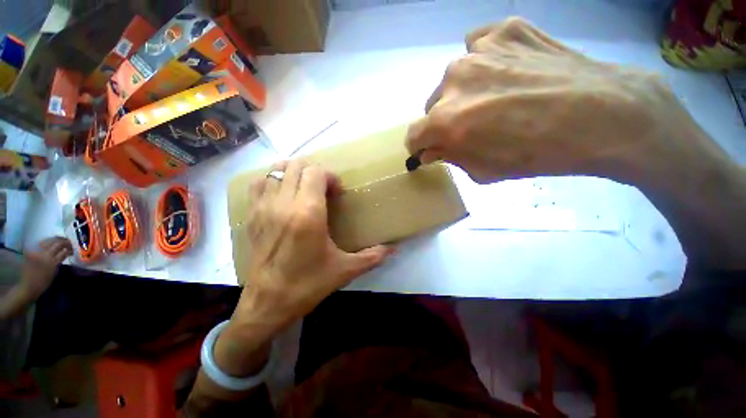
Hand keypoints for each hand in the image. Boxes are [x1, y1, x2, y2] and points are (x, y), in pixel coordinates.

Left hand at [21, 237, 72, 298]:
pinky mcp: (31, 251)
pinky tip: (50, 245)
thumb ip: (59, 260)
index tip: (72, 250)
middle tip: (68, 244)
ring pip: (49, 240)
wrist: (28, 286)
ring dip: (56, 240)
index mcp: (52, 261)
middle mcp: (44, 254)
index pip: (64, 250)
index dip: (69, 248)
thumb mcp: (54, 272)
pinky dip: (48, 242)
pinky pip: (41, 243)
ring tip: (60, 243)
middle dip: (64, 242)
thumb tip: (66, 252)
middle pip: (56, 242)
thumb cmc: (43, 282)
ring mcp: (36, 251)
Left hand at [215, 160, 392, 374]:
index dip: (330, 176)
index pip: (316, 173)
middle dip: (315, 172)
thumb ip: (372, 256)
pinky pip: (259, 184)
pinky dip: (273, 181)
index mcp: (308, 213)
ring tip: (305, 188)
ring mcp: (263, 207)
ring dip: (294, 173)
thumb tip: (394, 250)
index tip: (337, 192)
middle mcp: (284, 204)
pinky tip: (283, 194)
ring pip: (277, 170)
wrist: (267, 303)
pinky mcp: (251, 215)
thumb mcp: (345, 270)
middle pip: (297, 166)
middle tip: (324, 189)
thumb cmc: (308, 284)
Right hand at [406, 17, 697, 185]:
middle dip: (445, 119)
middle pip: (433, 106)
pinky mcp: (506, 29)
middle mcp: (453, 81)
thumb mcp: (484, 171)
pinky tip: (506, 69)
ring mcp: (480, 49)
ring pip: (455, 77)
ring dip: (465, 91)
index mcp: (446, 121)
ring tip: (496, 95)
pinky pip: (479, 44)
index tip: (429, 148)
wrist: (603, 115)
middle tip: (472, 125)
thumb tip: (429, 151)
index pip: (414, 135)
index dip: (420, 145)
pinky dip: (485, 60)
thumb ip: (450, 157)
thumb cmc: (538, 154)